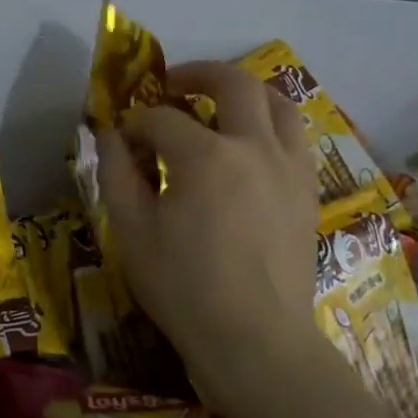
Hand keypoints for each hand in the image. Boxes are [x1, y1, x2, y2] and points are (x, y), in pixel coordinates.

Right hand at [97, 60, 320, 395]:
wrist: (256, 343)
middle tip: (172, 85)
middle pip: (232, 83)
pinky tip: (248, 148)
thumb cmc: (184, 288)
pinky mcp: (307, 192)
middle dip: (196, 74)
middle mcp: (254, 148)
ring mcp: (289, 168)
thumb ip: (116, 173)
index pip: (161, 119)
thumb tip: (110, 135)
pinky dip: (269, 126)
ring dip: (244, 93)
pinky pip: (295, 138)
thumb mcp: (132, 231)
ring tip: (218, 104)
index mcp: (206, 156)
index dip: (134, 124)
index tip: (121, 141)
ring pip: (278, 103)